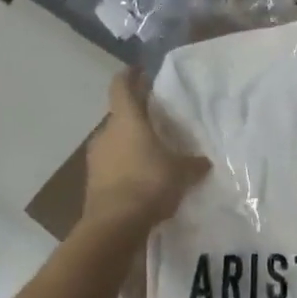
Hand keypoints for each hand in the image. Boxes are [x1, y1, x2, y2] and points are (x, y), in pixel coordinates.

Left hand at [83, 70, 209, 237]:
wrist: (113, 226)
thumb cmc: (148, 184)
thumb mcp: (180, 172)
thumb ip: (192, 164)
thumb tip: (204, 162)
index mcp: (126, 120)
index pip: (121, 86)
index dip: (130, 76)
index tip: (140, 71)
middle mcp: (106, 133)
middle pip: (119, 115)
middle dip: (136, 116)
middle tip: (156, 119)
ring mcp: (96, 158)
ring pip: (114, 141)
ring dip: (129, 143)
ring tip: (151, 152)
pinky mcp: (92, 182)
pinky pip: (111, 165)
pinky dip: (124, 167)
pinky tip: (141, 179)